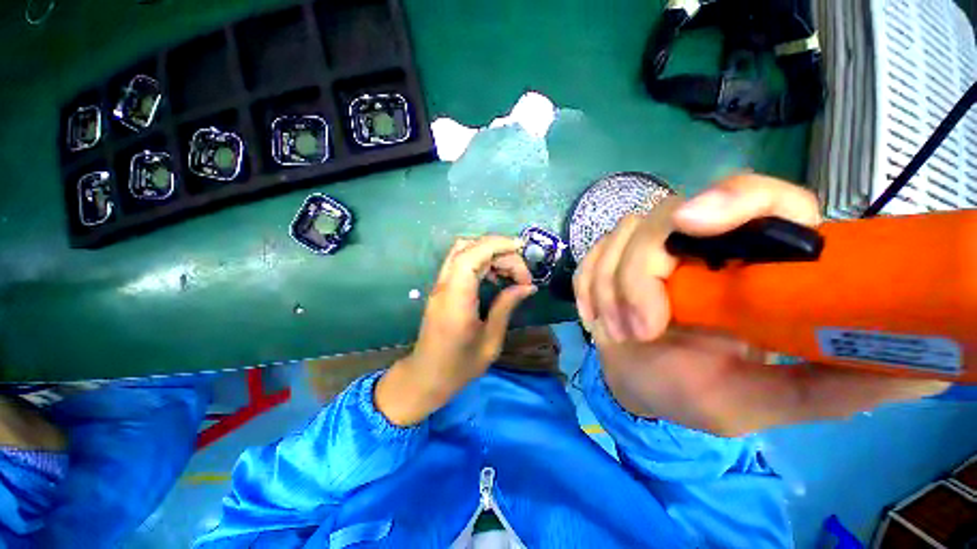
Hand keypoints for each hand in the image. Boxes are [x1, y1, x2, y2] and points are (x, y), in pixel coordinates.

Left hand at [377, 236, 536, 425]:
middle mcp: (444, 285)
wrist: (426, 377)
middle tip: (521, 275)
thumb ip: (506, 307)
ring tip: (511, 274)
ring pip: (463, 251)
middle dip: (499, 251)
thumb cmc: (459, 366)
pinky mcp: (442, 288)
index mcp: (456, 299)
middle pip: (469, 248)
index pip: (471, 255)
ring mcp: (440, 285)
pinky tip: (495, 278)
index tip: (522, 249)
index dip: (497, 244)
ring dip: (490, 254)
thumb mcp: (490, 341)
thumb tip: (528, 286)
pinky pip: (461, 263)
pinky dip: (481, 262)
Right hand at [574, 174, 948, 435]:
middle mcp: (701, 244)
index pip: (761, 198)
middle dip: (639, 273)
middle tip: (641, 327)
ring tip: (618, 333)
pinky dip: (587, 286)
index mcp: (751, 265)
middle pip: (666, 217)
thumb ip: (830, 387)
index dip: (732, 199)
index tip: (694, 223)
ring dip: (610, 287)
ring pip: (620, 237)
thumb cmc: (695, 393)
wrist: (639, 383)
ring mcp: (647, 248)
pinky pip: (590, 256)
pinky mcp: (610, 259)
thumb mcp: (763, 401)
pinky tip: (595, 317)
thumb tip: (929, 372)